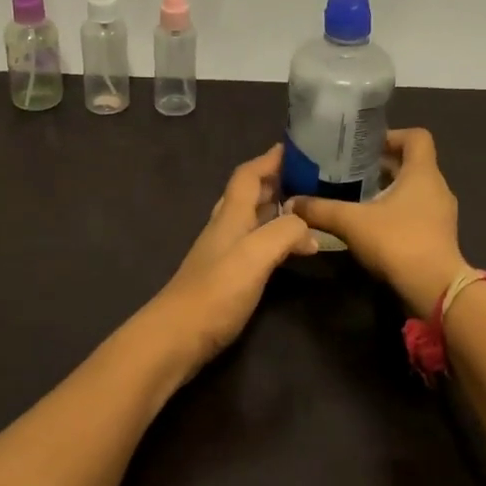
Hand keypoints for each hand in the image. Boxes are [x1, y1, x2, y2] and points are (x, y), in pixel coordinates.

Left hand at [143, 144, 318, 377]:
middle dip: (275, 182)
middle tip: (308, 179)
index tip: (293, 148)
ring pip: (251, 220)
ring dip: (275, 210)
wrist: (176, 338)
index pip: (248, 176)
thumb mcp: (255, 255)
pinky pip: (254, 245)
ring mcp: (223, 254)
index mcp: (230, 216)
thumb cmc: (215, 291)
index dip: (268, 160)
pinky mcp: (226, 278)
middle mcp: (225, 228)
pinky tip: (289, 251)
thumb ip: (284, 233)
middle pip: (248, 194)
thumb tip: (308, 228)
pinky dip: (273, 239)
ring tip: (306, 211)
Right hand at [287, 128, 467, 316]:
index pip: (417, 137)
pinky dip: (397, 211)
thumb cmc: (398, 242)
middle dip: (382, 164)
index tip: (364, 147)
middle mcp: (437, 187)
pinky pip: (417, 211)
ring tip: (357, 196)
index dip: (392, 135)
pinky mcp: (438, 235)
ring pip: (414, 189)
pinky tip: (372, 224)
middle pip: (412, 163)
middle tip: (350, 170)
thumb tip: (291, 203)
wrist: (435, 289)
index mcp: (423, 172)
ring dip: (389, 189)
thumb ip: (321, 210)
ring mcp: (441, 213)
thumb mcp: (352, 222)